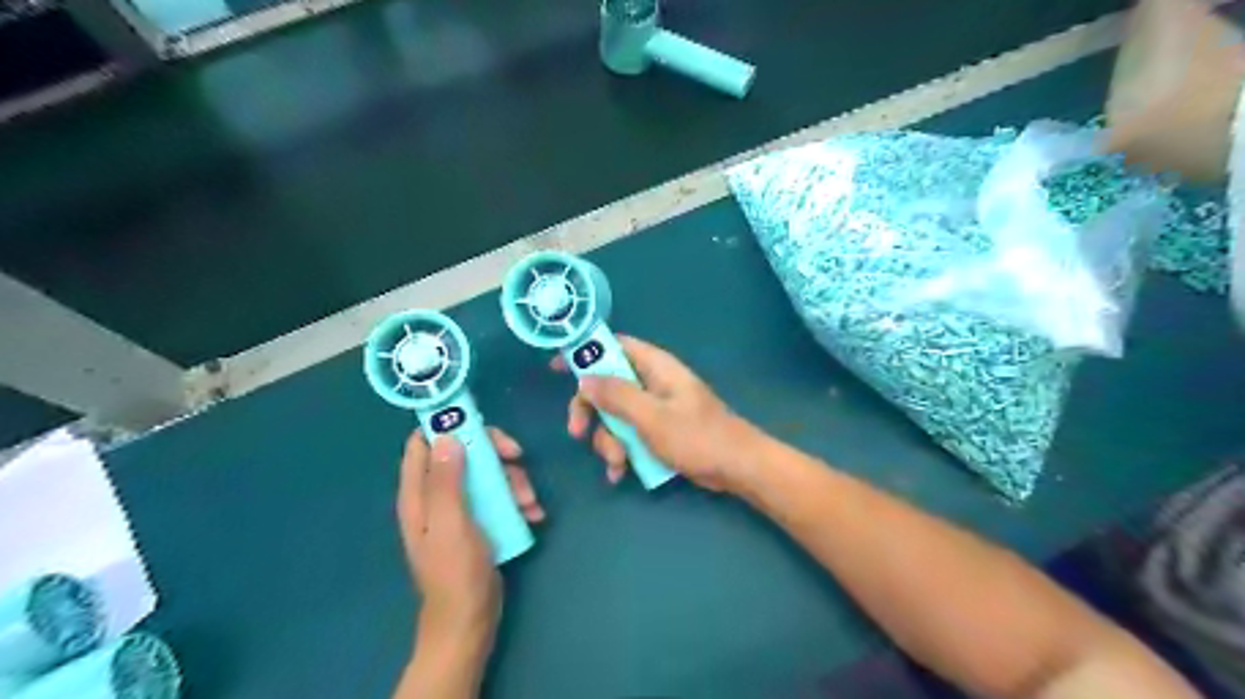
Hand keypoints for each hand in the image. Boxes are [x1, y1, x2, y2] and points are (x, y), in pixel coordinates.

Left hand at [392, 431, 540, 645]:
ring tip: (530, 502)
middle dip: (494, 454)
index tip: (480, 424)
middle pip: (464, 452)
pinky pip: (499, 496)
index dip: (448, 426)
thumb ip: (446, 481)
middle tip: (518, 459)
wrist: (469, 621)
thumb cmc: (455, 573)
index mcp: (419, 493)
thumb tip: (446, 435)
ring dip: (512, 480)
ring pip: (487, 473)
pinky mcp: (479, 521)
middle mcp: (436, 495)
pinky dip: (517, 499)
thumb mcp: (450, 524)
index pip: (423, 443)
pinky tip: (532, 513)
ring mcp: (460, 508)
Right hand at [550, 333, 757, 492]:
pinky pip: (629, 435)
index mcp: (655, 367)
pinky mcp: (658, 430)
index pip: (613, 346)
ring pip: (615, 416)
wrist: (736, 467)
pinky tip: (621, 473)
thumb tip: (585, 379)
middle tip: (578, 434)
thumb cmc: (697, 436)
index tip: (557, 368)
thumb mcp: (651, 417)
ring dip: (608, 441)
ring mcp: (655, 408)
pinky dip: (622, 452)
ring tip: (617, 464)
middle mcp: (652, 383)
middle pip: (607, 386)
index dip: (585, 353)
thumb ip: (617, 396)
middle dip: (591, 413)